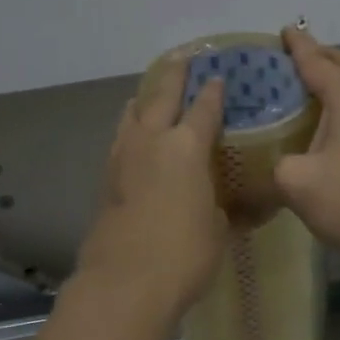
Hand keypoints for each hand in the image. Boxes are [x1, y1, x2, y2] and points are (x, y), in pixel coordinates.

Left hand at [75, 59, 228, 314]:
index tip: (219, 76)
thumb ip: (223, 208)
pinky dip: (130, 127)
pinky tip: (135, 135)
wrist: (125, 282)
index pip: (204, 108)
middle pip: (161, 95)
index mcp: (186, 147)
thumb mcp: (218, 229)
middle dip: (174, 74)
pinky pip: (120, 139)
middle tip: (183, 57)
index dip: (213, 91)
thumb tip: (233, 206)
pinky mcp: (106, 180)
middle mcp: (151, 141)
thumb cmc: (184, 254)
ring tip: (152, 92)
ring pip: (132, 113)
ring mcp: (122, 158)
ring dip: (145, 98)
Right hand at [275, 27, 339, 276]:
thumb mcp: (295, 181)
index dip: (298, 46)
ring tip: (306, 89)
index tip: (285, 30)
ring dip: (334, 84)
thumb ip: (276, 164)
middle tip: (294, 56)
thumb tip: (276, 166)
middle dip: (321, 57)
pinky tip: (326, 127)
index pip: (317, 62)